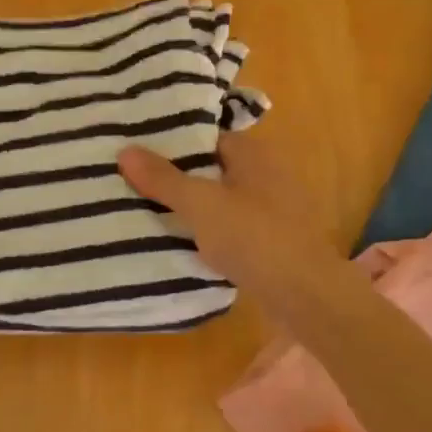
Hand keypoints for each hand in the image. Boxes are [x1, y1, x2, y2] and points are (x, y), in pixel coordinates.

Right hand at [118, 130, 339, 309]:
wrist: (305, 293)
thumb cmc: (253, 237)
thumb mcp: (201, 205)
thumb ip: (163, 179)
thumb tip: (125, 150)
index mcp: (254, 154)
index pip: (207, 138)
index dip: (175, 145)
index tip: (141, 156)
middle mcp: (269, 173)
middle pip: (215, 169)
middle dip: (182, 177)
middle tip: (138, 184)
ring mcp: (276, 208)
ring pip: (225, 199)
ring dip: (197, 207)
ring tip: (154, 213)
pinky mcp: (276, 239)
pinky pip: (236, 226)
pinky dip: (214, 231)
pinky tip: (189, 243)